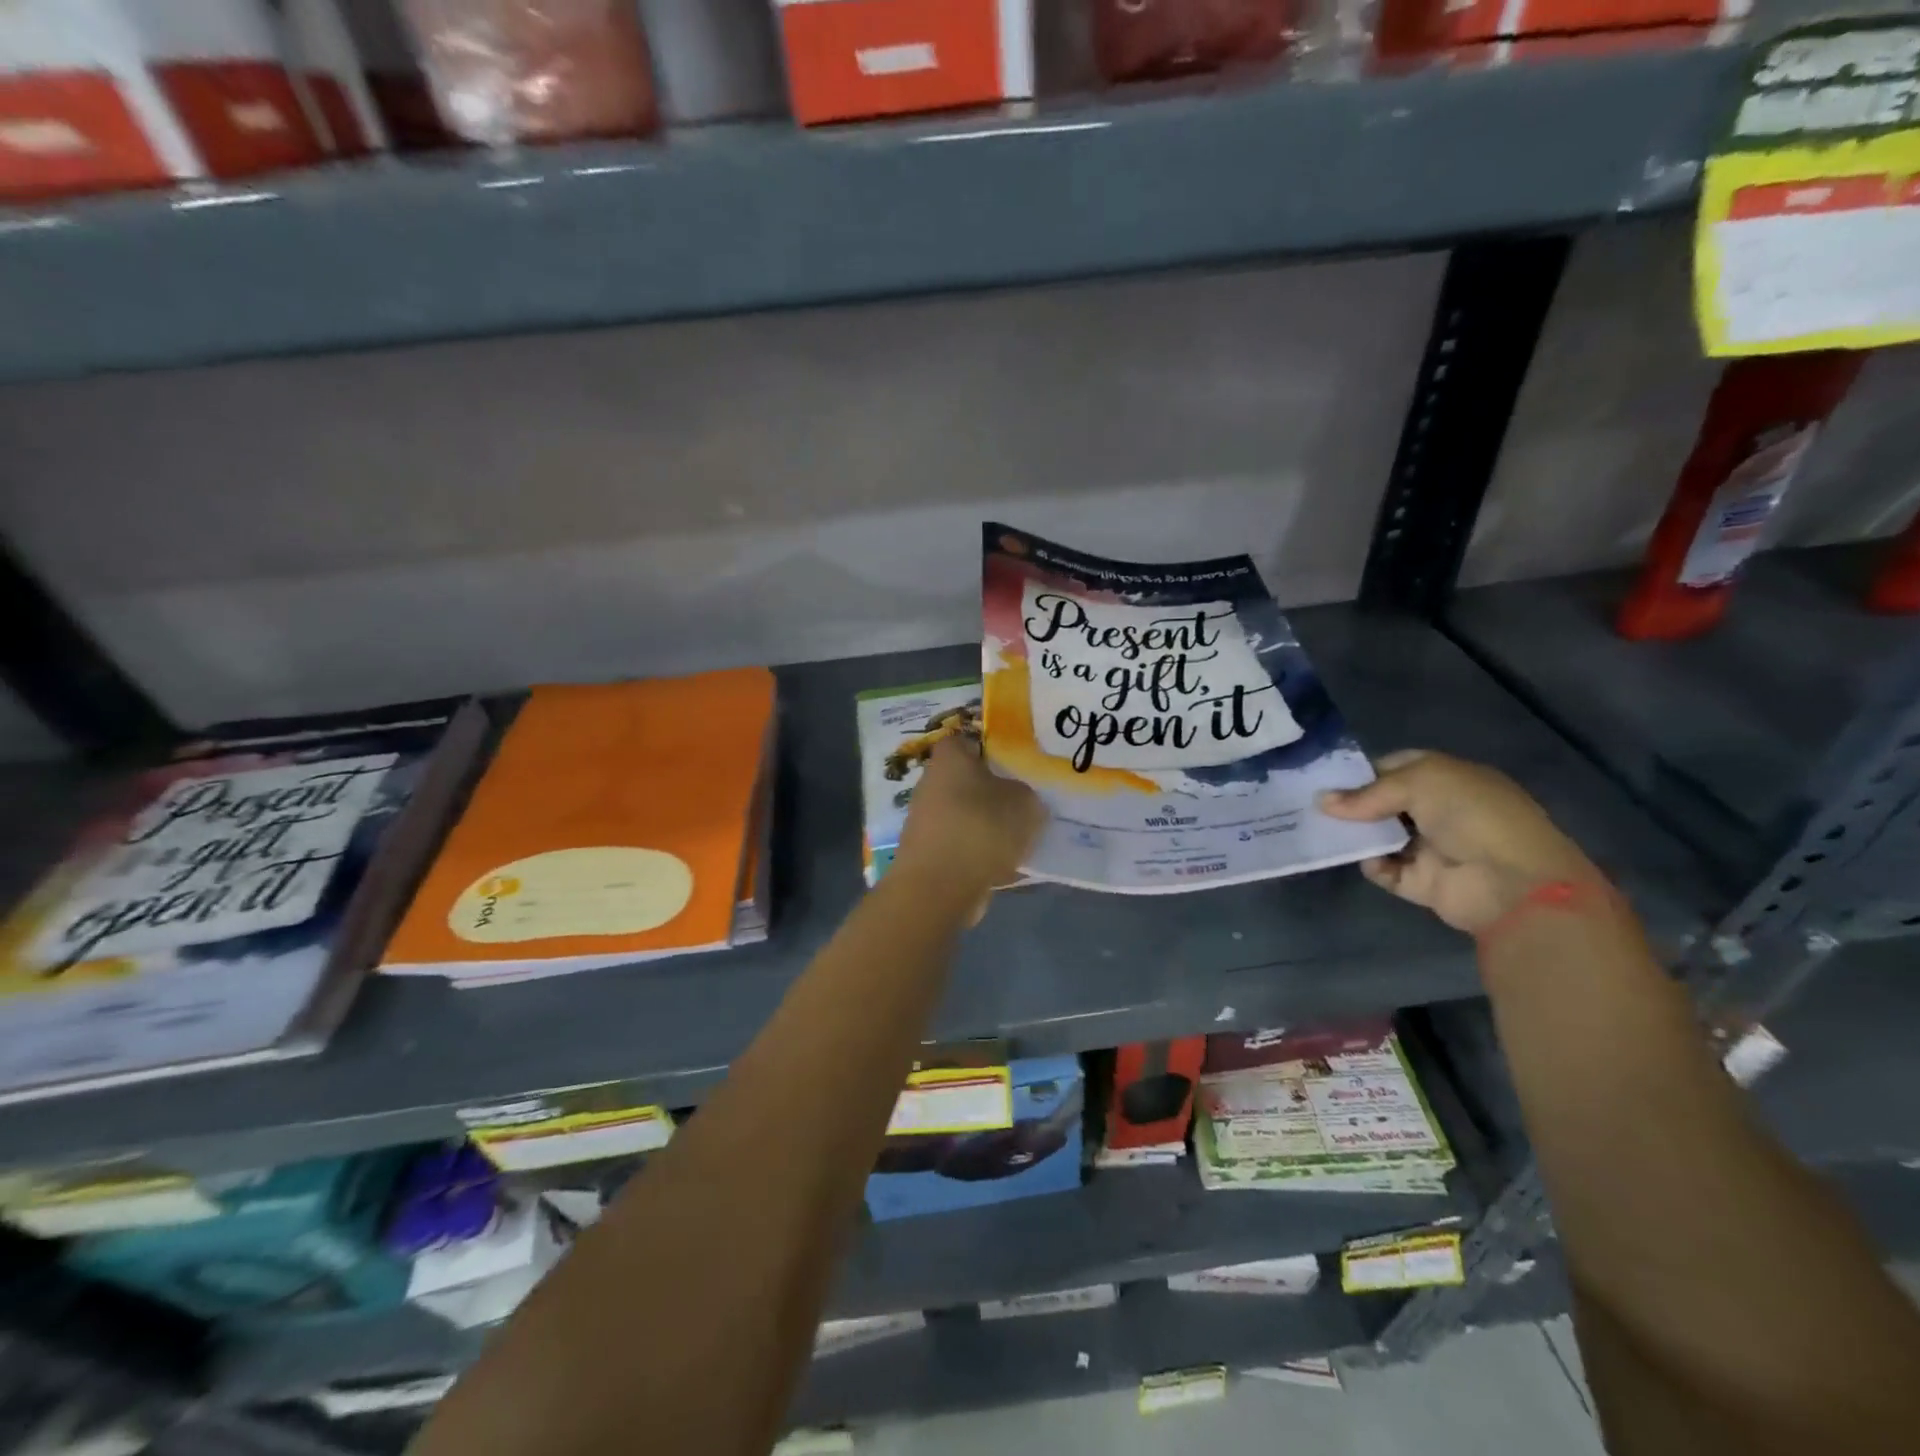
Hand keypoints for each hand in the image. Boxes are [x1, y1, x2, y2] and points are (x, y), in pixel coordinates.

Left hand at [891, 736, 1044, 916]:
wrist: (939, 888)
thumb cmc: (980, 828)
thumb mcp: (1025, 803)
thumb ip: (1027, 794)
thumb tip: (1021, 799)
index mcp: (949, 758)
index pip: (968, 740)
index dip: (992, 748)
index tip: (1018, 765)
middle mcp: (930, 783)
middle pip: (967, 780)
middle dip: (993, 791)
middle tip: (1025, 803)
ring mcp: (925, 820)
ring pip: (965, 814)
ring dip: (987, 825)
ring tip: (1020, 838)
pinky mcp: (927, 854)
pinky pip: (961, 845)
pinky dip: (979, 852)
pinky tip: (1004, 866)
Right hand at [1318, 749, 1605, 933]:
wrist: (1512, 882)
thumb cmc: (1472, 815)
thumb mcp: (1420, 783)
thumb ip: (1368, 793)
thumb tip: (1321, 801)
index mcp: (1449, 779)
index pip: (1397, 766)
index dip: (1364, 770)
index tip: (1328, 778)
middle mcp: (1439, 810)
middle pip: (1383, 803)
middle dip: (1352, 804)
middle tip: (1314, 806)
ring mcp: (1430, 847)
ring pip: (1379, 836)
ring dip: (1356, 835)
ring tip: (1325, 831)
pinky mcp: (1422, 881)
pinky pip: (1385, 870)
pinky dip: (1373, 865)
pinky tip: (1370, 860)